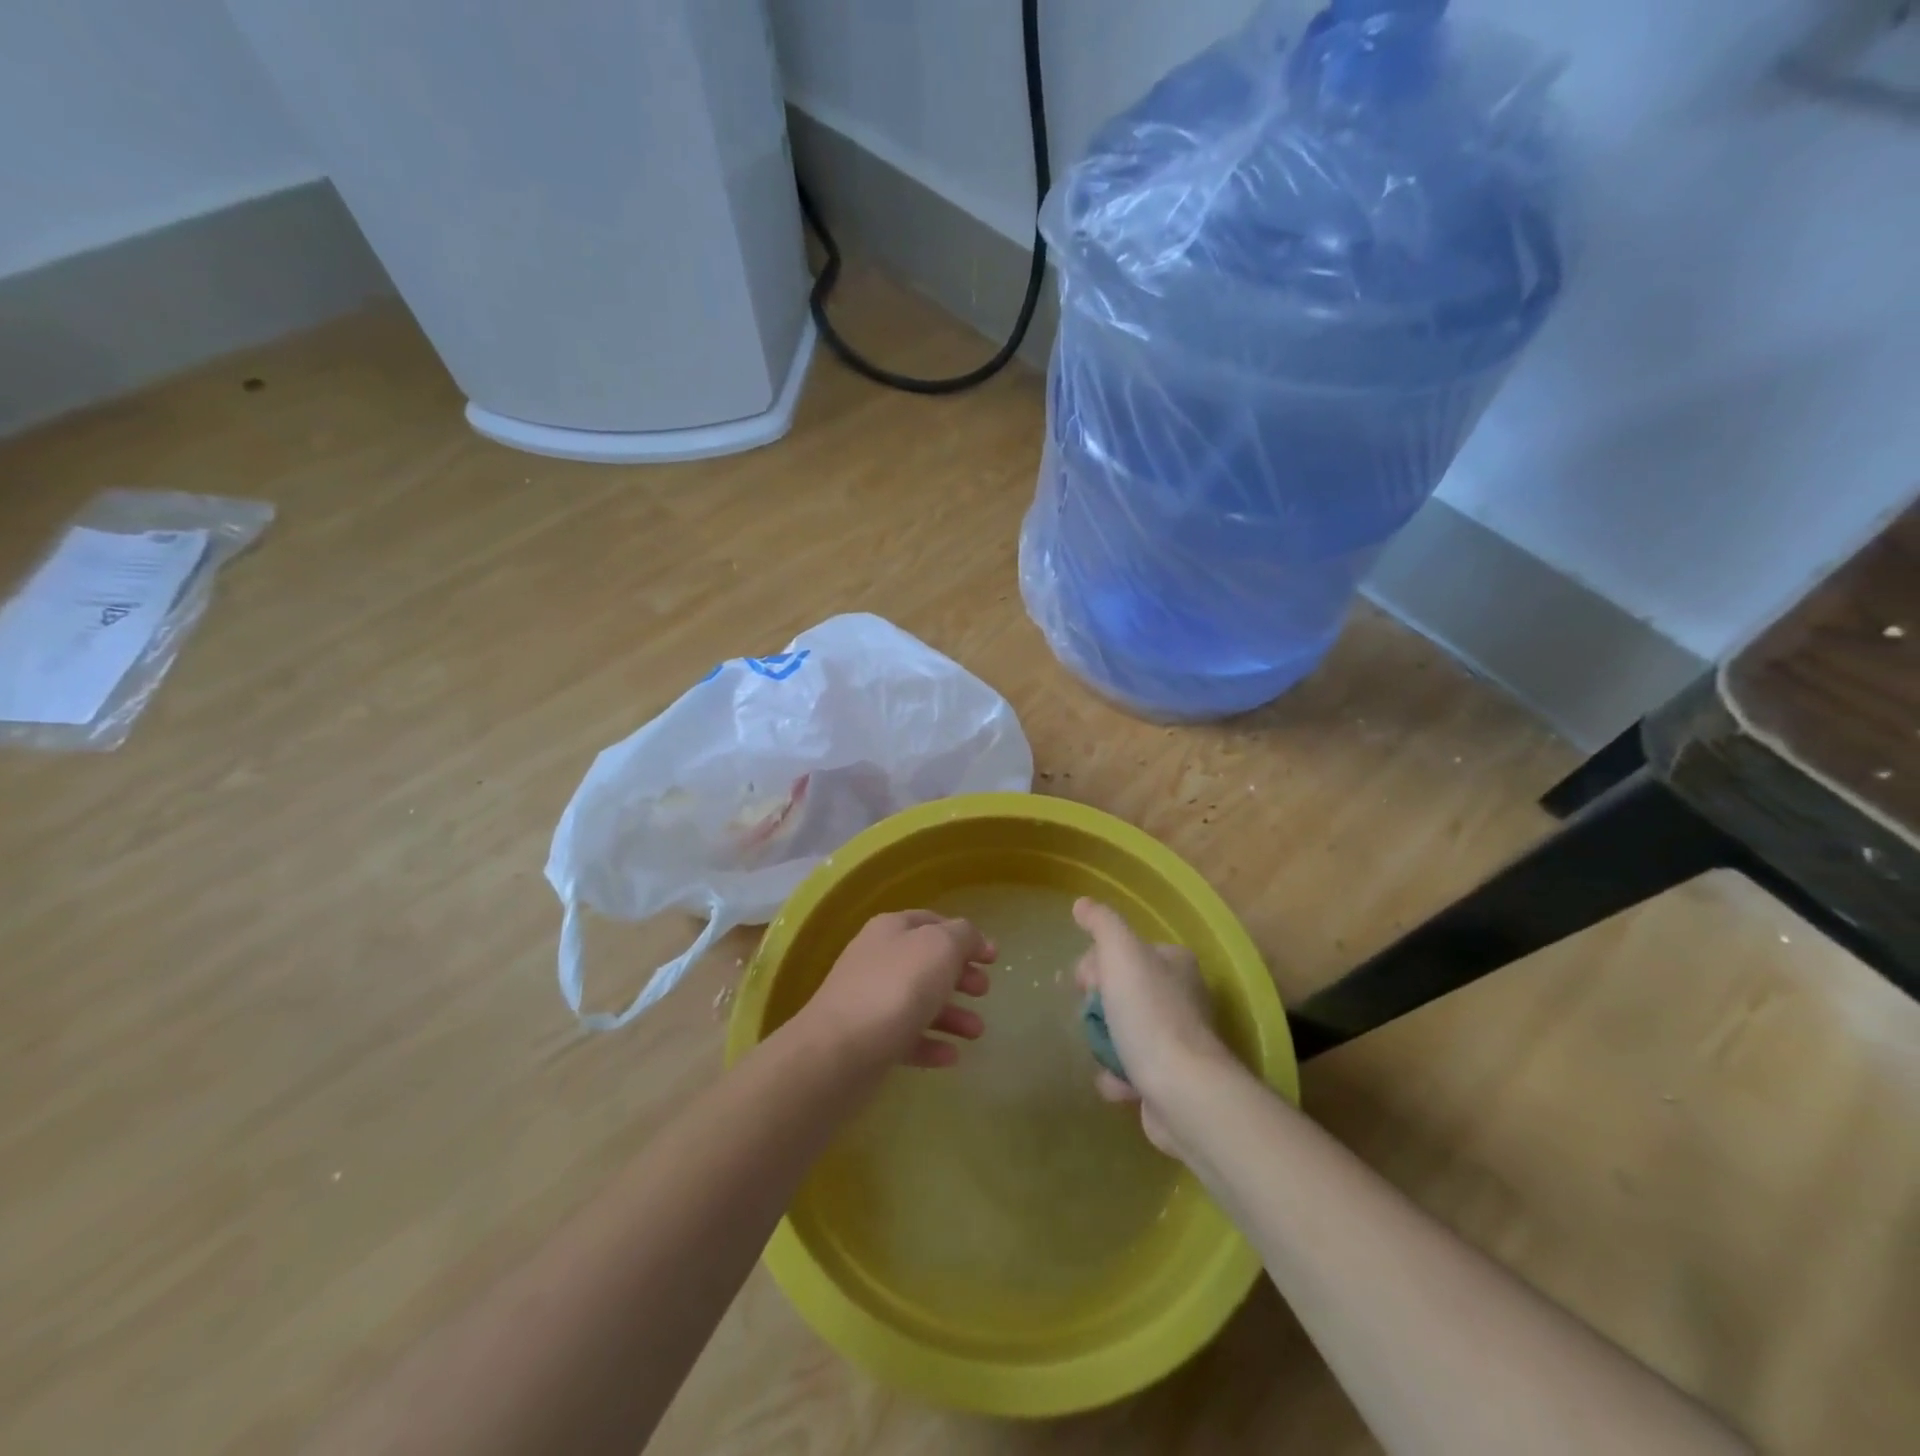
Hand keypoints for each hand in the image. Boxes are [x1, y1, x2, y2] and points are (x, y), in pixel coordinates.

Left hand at [801, 911, 993, 1070]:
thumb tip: (973, 939)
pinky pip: (906, 1037)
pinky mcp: (867, 1040)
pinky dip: (930, 1043)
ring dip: (951, 1014)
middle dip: (959, 975)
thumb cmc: (896, 987)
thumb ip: (963, 936)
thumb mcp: (940, 947)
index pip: (932, 922)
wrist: (839, 1051)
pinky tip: (951, 1056)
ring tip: (977, 1032)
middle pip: (926, 962)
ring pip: (918, 1001)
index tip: (993, 957)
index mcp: (891, 929)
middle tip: (984, 991)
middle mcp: (877, 959)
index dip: (965, 936)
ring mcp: (869, 1000)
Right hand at [1073, 897, 1234, 1155]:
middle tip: (1089, 1018)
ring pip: (1125, 1030)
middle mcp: (1183, 997)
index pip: (1125, 951)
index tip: (1083, 983)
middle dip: (1099, 1006)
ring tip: (1100, 1052)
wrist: (1183, 1092)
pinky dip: (1117, 1075)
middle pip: (1122, 991)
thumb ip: (1102, 923)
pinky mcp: (1173, 1079)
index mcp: (1175, 963)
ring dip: (1105, 1042)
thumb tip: (1082, 903)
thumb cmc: (1150, 1015)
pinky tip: (1112, 1080)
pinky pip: (1132, 1069)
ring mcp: (1179, 1040)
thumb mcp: (1121, 954)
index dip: (1096, 964)